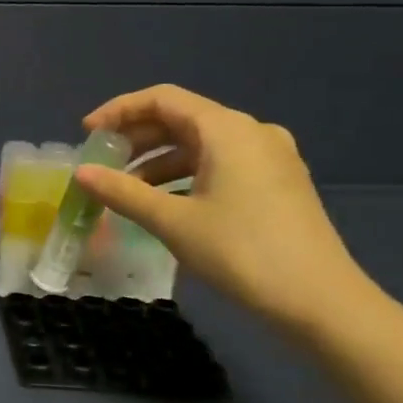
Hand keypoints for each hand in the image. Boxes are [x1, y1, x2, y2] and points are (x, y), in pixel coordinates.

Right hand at [73, 84, 366, 329]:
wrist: (322, 302)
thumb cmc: (242, 252)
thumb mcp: (172, 222)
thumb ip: (122, 192)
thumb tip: (80, 173)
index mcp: (227, 129)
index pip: (162, 99)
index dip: (119, 111)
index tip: (87, 134)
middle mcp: (251, 132)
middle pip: (182, 119)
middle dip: (137, 138)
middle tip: (102, 163)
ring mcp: (270, 158)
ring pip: (201, 144)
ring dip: (159, 161)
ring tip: (126, 189)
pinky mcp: (279, 183)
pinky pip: (220, 164)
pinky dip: (186, 175)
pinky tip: (165, 203)